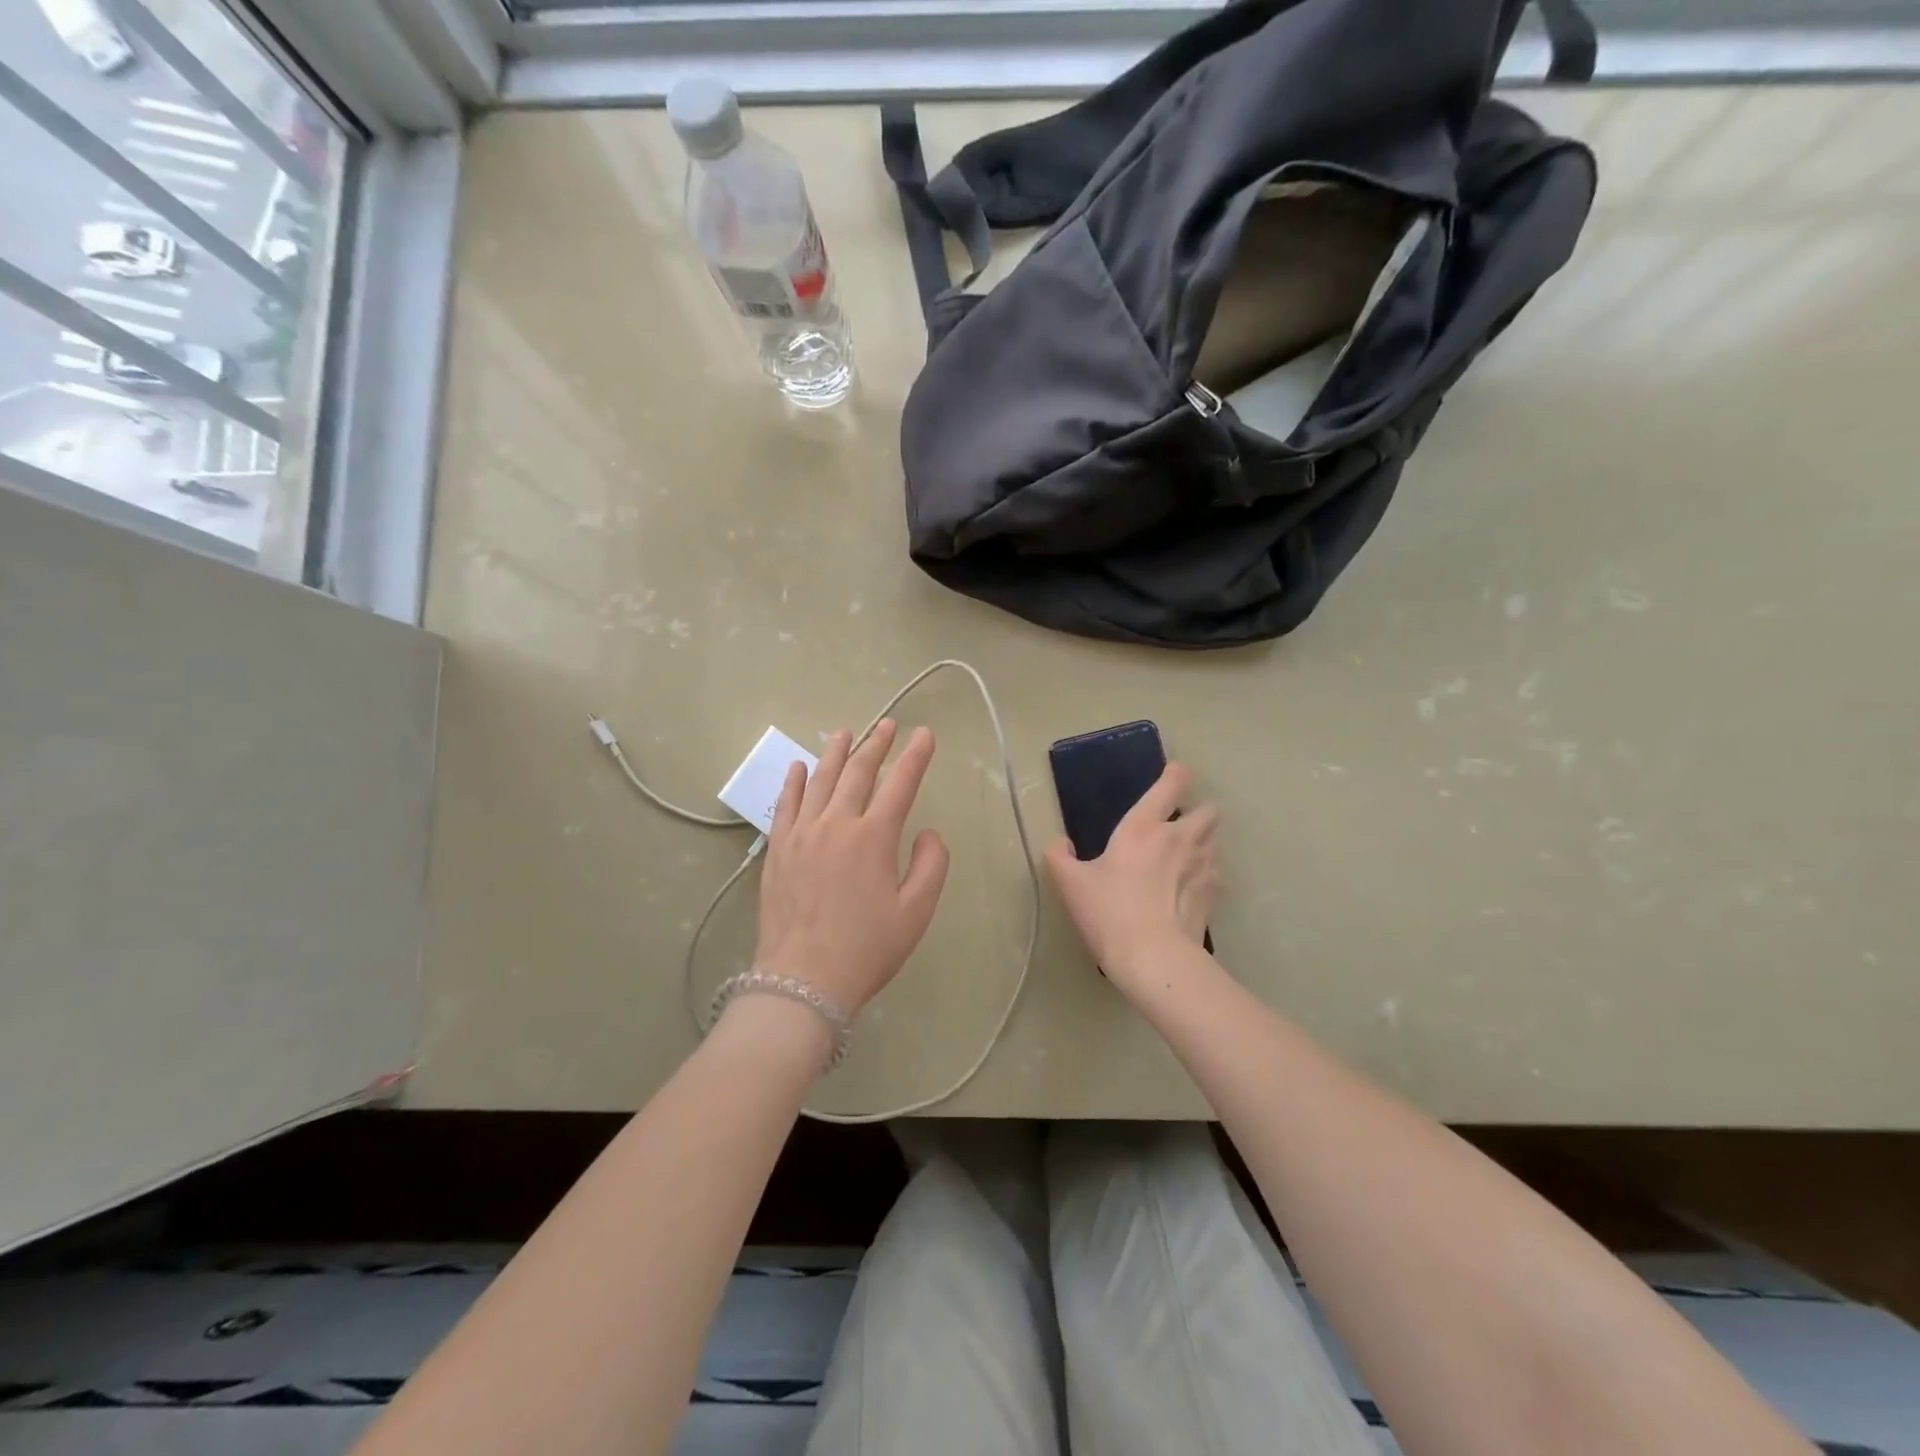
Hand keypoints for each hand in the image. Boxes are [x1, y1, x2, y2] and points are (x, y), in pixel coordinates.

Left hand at [752, 720, 950, 1015]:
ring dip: (835, 753)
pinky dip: (794, 781)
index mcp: (874, 837)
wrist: (803, 981)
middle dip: (876, 744)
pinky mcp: (778, 849)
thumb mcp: (916, 912)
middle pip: (858, 772)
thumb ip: (931, 864)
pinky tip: (799, 766)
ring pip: (820, 780)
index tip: (924, 734)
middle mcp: (836, 824)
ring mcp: (802, 834)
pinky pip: (786, 805)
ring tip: (846, 732)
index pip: (900, 784)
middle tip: (888, 724)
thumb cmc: (867, 949)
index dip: (915, 756)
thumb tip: (926, 832)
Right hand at [1044, 762, 1218, 989]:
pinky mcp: (1214, 894)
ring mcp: (1202, 865)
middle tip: (1177, 826)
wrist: (1153, 957)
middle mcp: (1180, 837)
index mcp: (1144, 826)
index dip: (1175, 774)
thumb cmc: (1109, 911)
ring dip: (1203, 841)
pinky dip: (1206, 874)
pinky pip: (1216, 873)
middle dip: (1198, 811)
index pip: (1172, 783)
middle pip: (1208, 809)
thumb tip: (1059, 844)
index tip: (1171, 776)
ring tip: (1184, 857)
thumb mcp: (1070, 883)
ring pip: (1216, 839)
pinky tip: (1188, 889)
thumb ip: (1059, 856)